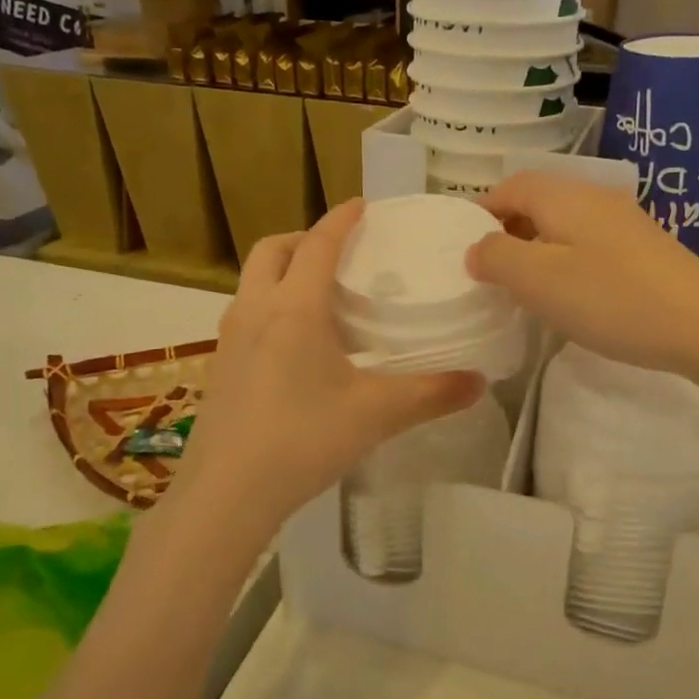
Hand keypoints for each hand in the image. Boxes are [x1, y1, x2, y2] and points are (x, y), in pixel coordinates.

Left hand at [174, 200, 483, 542]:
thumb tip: (479, 382)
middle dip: (304, 238)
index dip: (342, 219)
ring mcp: (229, 337)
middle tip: (340, 253)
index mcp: (295, 307)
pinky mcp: (219, 366)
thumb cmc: (303, 439)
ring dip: (283, 270)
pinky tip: (296, 345)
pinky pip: (246, 312)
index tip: (363, 205)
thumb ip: (432, 393)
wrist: (226, 493)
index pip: (318, 243)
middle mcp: (255, 309)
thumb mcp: (376, 414)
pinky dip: (270, 304)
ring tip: (320, 296)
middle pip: (272, 249)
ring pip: (253, 280)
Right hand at [466, 171, 698, 375]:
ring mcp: (624, 222)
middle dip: (507, 230)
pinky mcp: (644, 249)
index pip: (510, 186)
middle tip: (489, 270)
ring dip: (537, 248)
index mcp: (564, 196)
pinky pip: (589, 244)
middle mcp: (594, 198)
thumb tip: (476, 249)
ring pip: (564, 225)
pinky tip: (570, 295)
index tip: (462, 247)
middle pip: (538, 202)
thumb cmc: (611, 298)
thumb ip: (497, 257)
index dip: (481, 211)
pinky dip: (566, 260)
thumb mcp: (538, 280)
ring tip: (524, 286)